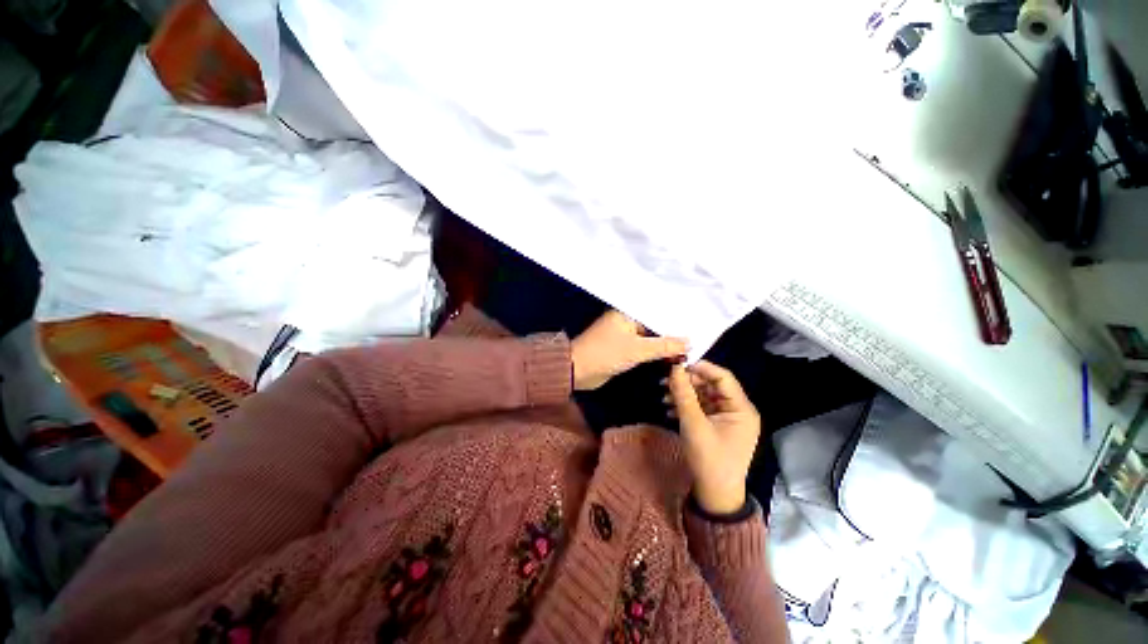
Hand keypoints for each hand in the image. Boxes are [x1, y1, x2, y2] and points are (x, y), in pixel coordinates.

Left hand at [571, 311, 688, 390]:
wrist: (578, 371)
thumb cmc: (606, 353)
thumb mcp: (637, 349)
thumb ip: (664, 346)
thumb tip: (690, 342)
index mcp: (627, 312)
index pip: (657, 310)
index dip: (675, 316)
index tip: (697, 319)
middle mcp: (627, 319)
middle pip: (655, 323)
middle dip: (673, 331)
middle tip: (699, 333)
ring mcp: (625, 334)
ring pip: (651, 336)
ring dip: (666, 343)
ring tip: (692, 345)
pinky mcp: (624, 348)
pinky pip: (645, 347)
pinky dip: (657, 351)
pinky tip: (674, 354)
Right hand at [666, 361, 759, 514]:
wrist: (715, 496)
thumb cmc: (709, 460)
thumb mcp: (694, 425)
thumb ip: (684, 395)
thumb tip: (674, 368)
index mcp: (741, 409)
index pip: (723, 377)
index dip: (701, 368)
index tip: (677, 365)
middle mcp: (737, 410)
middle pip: (711, 386)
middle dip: (688, 383)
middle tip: (665, 382)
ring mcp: (727, 419)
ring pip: (704, 397)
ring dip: (684, 395)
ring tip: (663, 396)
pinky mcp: (717, 427)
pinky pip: (701, 409)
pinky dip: (686, 407)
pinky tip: (669, 410)